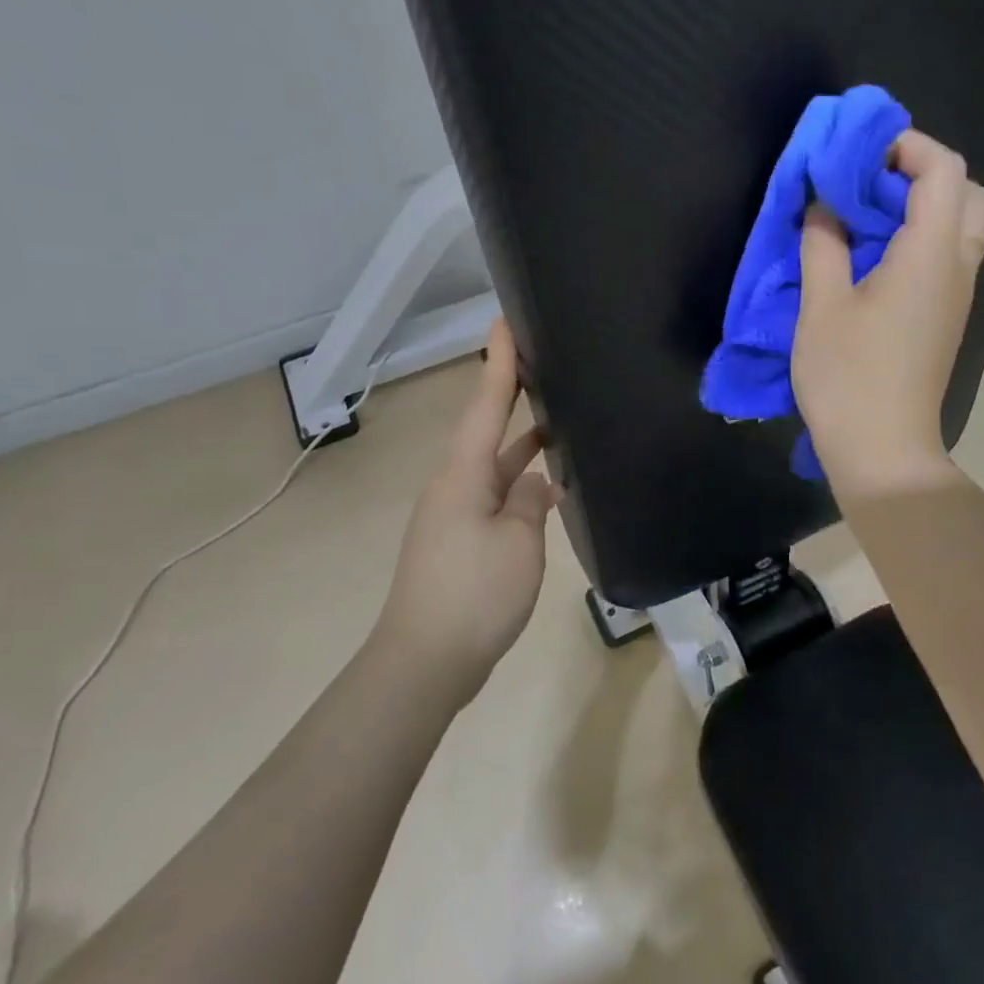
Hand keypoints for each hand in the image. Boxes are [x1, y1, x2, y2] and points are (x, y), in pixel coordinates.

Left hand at [376, 318, 558, 703]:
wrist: (425, 662)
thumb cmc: (474, 593)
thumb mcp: (518, 542)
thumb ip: (530, 502)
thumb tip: (534, 483)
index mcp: (463, 475)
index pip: (485, 405)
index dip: (499, 363)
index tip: (505, 321)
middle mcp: (454, 487)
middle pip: (486, 431)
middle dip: (512, 398)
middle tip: (544, 367)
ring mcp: (454, 517)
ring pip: (494, 469)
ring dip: (521, 447)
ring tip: (558, 423)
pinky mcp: (460, 544)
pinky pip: (494, 499)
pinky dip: (519, 487)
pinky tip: (547, 492)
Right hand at [793, 129, 983, 499]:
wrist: (883, 450)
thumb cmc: (849, 378)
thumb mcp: (821, 307)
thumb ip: (824, 244)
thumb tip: (824, 206)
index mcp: (932, 254)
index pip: (944, 170)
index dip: (906, 146)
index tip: (858, 155)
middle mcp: (958, 267)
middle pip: (967, 193)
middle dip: (922, 173)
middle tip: (870, 185)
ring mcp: (958, 296)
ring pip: (961, 227)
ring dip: (922, 207)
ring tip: (866, 219)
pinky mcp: (946, 319)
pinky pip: (948, 257)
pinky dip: (920, 239)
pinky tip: (874, 259)